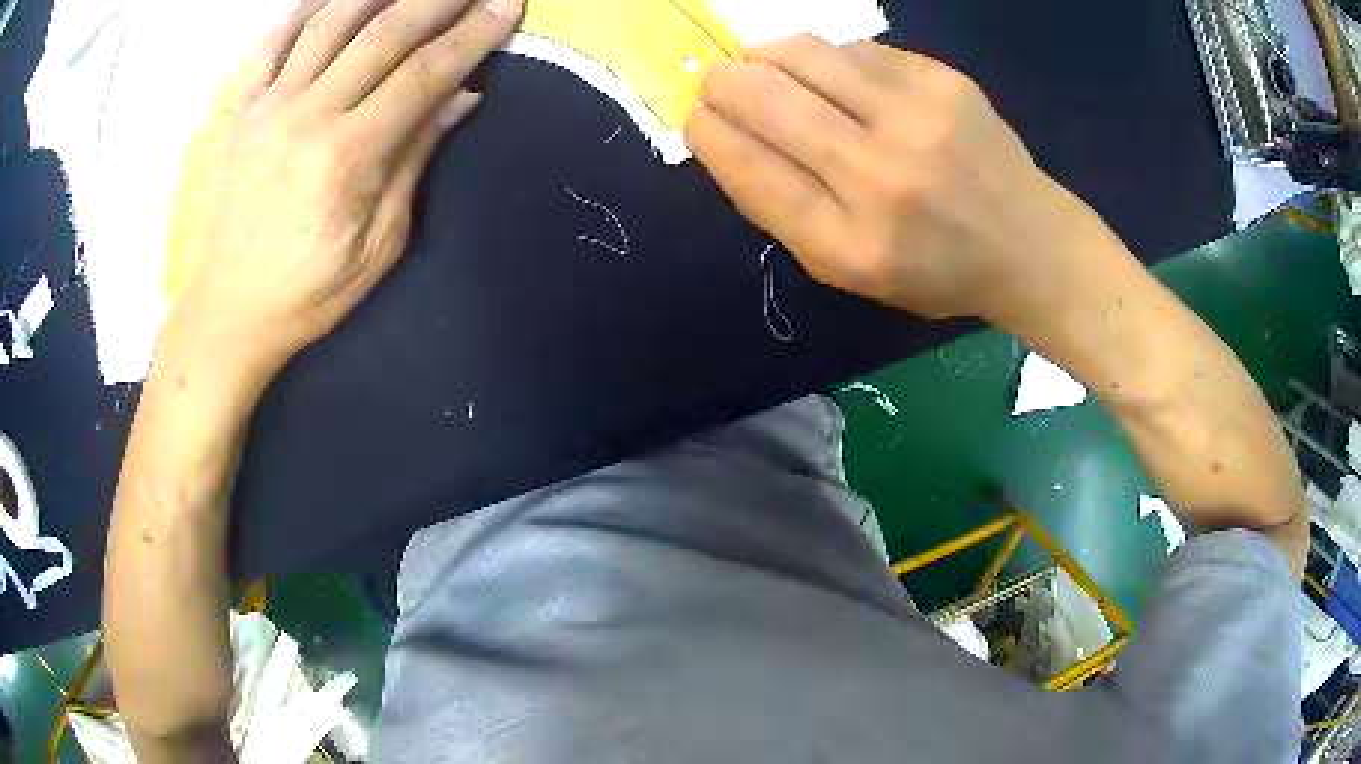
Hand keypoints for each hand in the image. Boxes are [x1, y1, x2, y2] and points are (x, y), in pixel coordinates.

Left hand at [161, 0, 522, 383]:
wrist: (230, 310)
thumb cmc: (309, 292)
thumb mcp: (378, 244)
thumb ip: (414, 160)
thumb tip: (460, 98)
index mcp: (346, 157)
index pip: (423, 75)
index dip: (472, 35)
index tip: (507, 6)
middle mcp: (307, 116)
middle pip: (383, 33)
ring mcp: (270, 107)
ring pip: (331, 21)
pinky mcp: (246, 111)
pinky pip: (277, 43)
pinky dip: (308, 9)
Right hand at [687, 37, 1088, 322]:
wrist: (1028, 244)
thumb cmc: (933, 269)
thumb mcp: (848, 270)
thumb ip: (783, 207)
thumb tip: (726, 131)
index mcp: (848, 244)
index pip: (746, 165)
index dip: (706, 131)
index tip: (698, 119)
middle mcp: (880, 176)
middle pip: (762, 97)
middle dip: (721, 83)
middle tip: (722, 85)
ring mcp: (917, 119)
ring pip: (801, 53)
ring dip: (766, 56)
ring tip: (769, 69)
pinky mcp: (942, 80)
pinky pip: (853, 48)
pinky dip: (828, 59)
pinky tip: (840, 79)